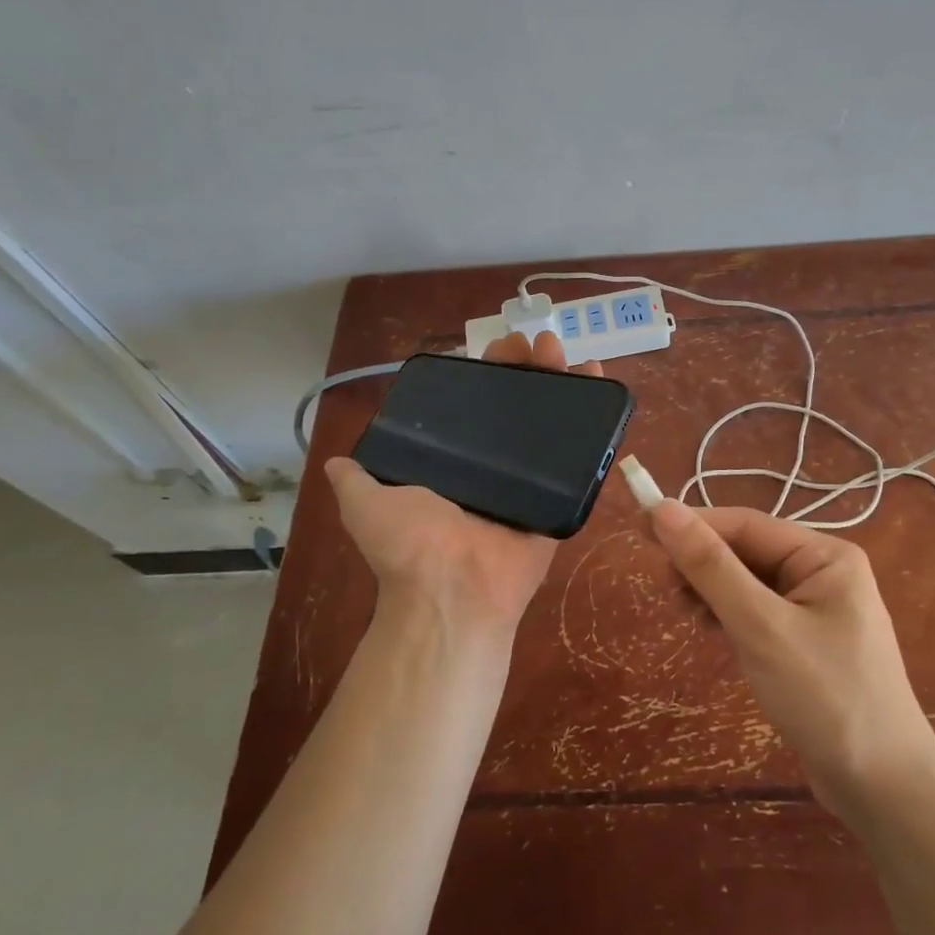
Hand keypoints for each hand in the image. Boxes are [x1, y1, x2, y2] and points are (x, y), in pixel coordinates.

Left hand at [325, 332, 603, 634]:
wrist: (453, 590)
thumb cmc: (410, 544)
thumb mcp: (366, 503)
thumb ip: (356, 478)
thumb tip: (334, 463)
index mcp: (455, 464)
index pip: (475, 405)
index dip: (488, 373)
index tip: (499, 347)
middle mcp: (494, 468)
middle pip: (518, 407)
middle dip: (529, 369)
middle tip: (538, 343)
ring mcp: (531, 483)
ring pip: (552, 424)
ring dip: (563, 384)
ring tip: (569, 352)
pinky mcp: (561, 497)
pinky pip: (581, 458)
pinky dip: (596, 424)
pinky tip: (600, 383)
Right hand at [648, 502, 934, 823]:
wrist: (884, 790)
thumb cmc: (826, 697)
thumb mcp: (761, 627)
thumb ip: (711, 567)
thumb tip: (663, 509)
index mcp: (825, 555)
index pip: (746, 525)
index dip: (693, 523)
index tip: (641, 528)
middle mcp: (824, 572)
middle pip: (747, 551)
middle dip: (703, 564)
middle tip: (664, 587)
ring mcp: (818, 609)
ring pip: (748, 582)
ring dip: (712, 591)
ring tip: (684, 613)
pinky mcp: (807, 643)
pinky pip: (757, 612)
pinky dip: (729, 616)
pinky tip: (710, 630)